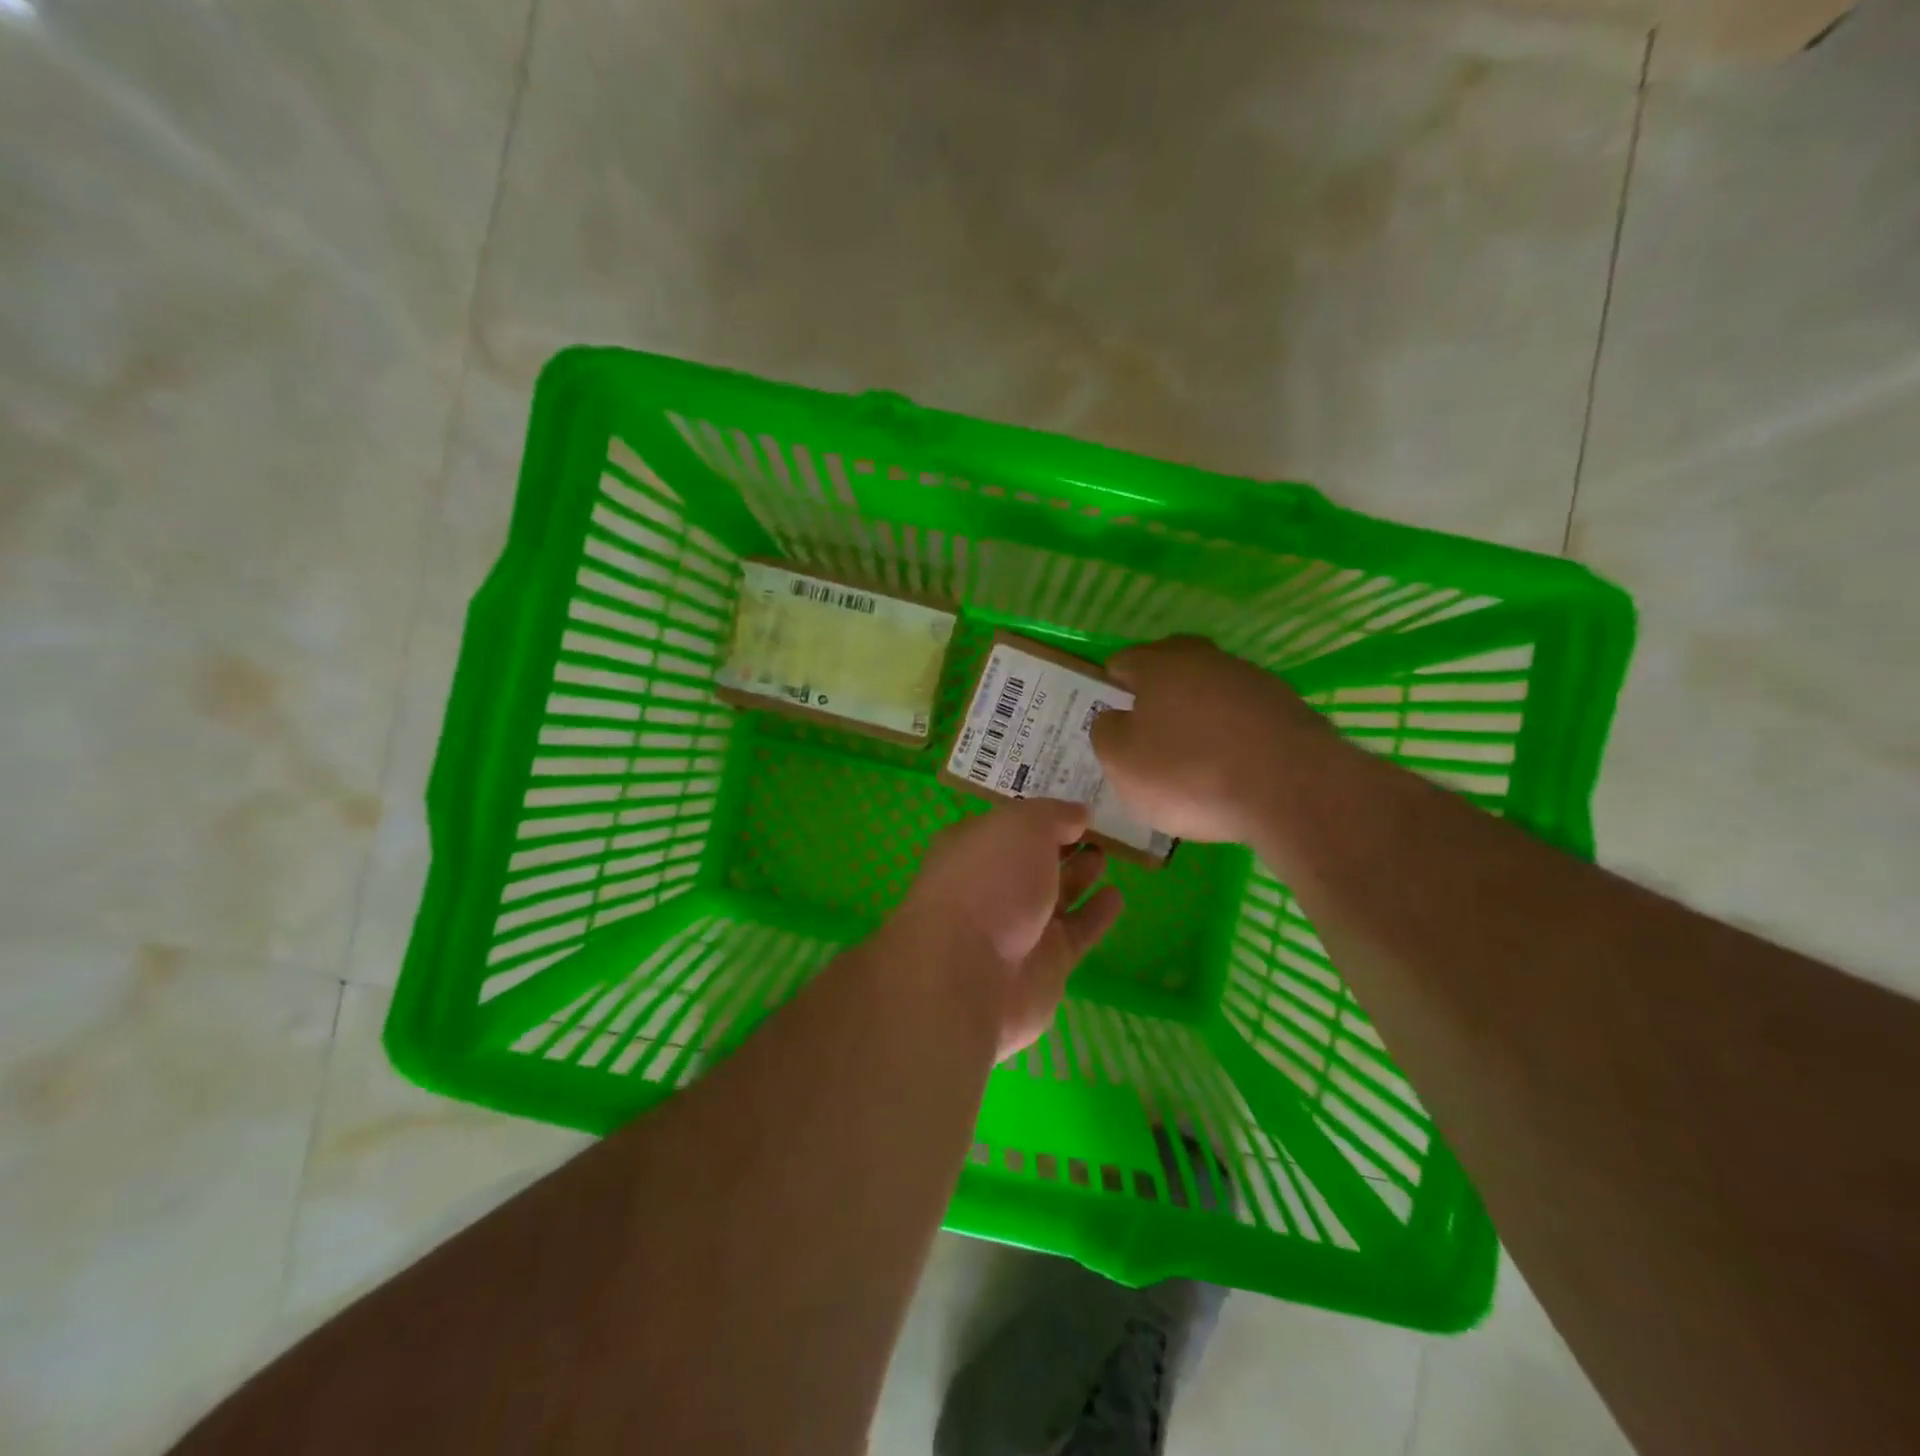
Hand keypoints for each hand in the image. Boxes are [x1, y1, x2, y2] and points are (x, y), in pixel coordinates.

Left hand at [888, 799, 1122, 1059]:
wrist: (970, 975)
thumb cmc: (988, 882)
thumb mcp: (1021, 826)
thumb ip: (1053, 815)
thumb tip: (1078, 814)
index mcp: (974, 847)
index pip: (1010, 824)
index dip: (1041, 814)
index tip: (1076, 802)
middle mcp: (993, 886)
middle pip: (1033, 860)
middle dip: (1062, 844)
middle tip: (1099, 829)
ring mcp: (1018, 927)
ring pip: (1056, 895)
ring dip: (1080, 875)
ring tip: (1107, 855)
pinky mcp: (1046, 964)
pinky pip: (1077, 931)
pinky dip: (1096, 914)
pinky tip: (1117, 896)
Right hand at [1090, 635, 1327, 842]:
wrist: (1293, 789)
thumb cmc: (1189, 772)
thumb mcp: (1121, 761)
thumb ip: (1106, 732)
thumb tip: (1114, 718)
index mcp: (1159, 664)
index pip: (1122, 662)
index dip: (1109, 689)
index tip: (1109, 722)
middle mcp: (1206, 659)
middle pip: (1170, 667)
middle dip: (1156, 694)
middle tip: (1147, 733)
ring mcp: (1252, 680)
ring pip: (1211, 690)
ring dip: (1198, 714)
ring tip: (1193, 757)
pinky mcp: (1288, 708)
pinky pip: (1244, 716)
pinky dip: (1233, 735)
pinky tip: (1232, 768)